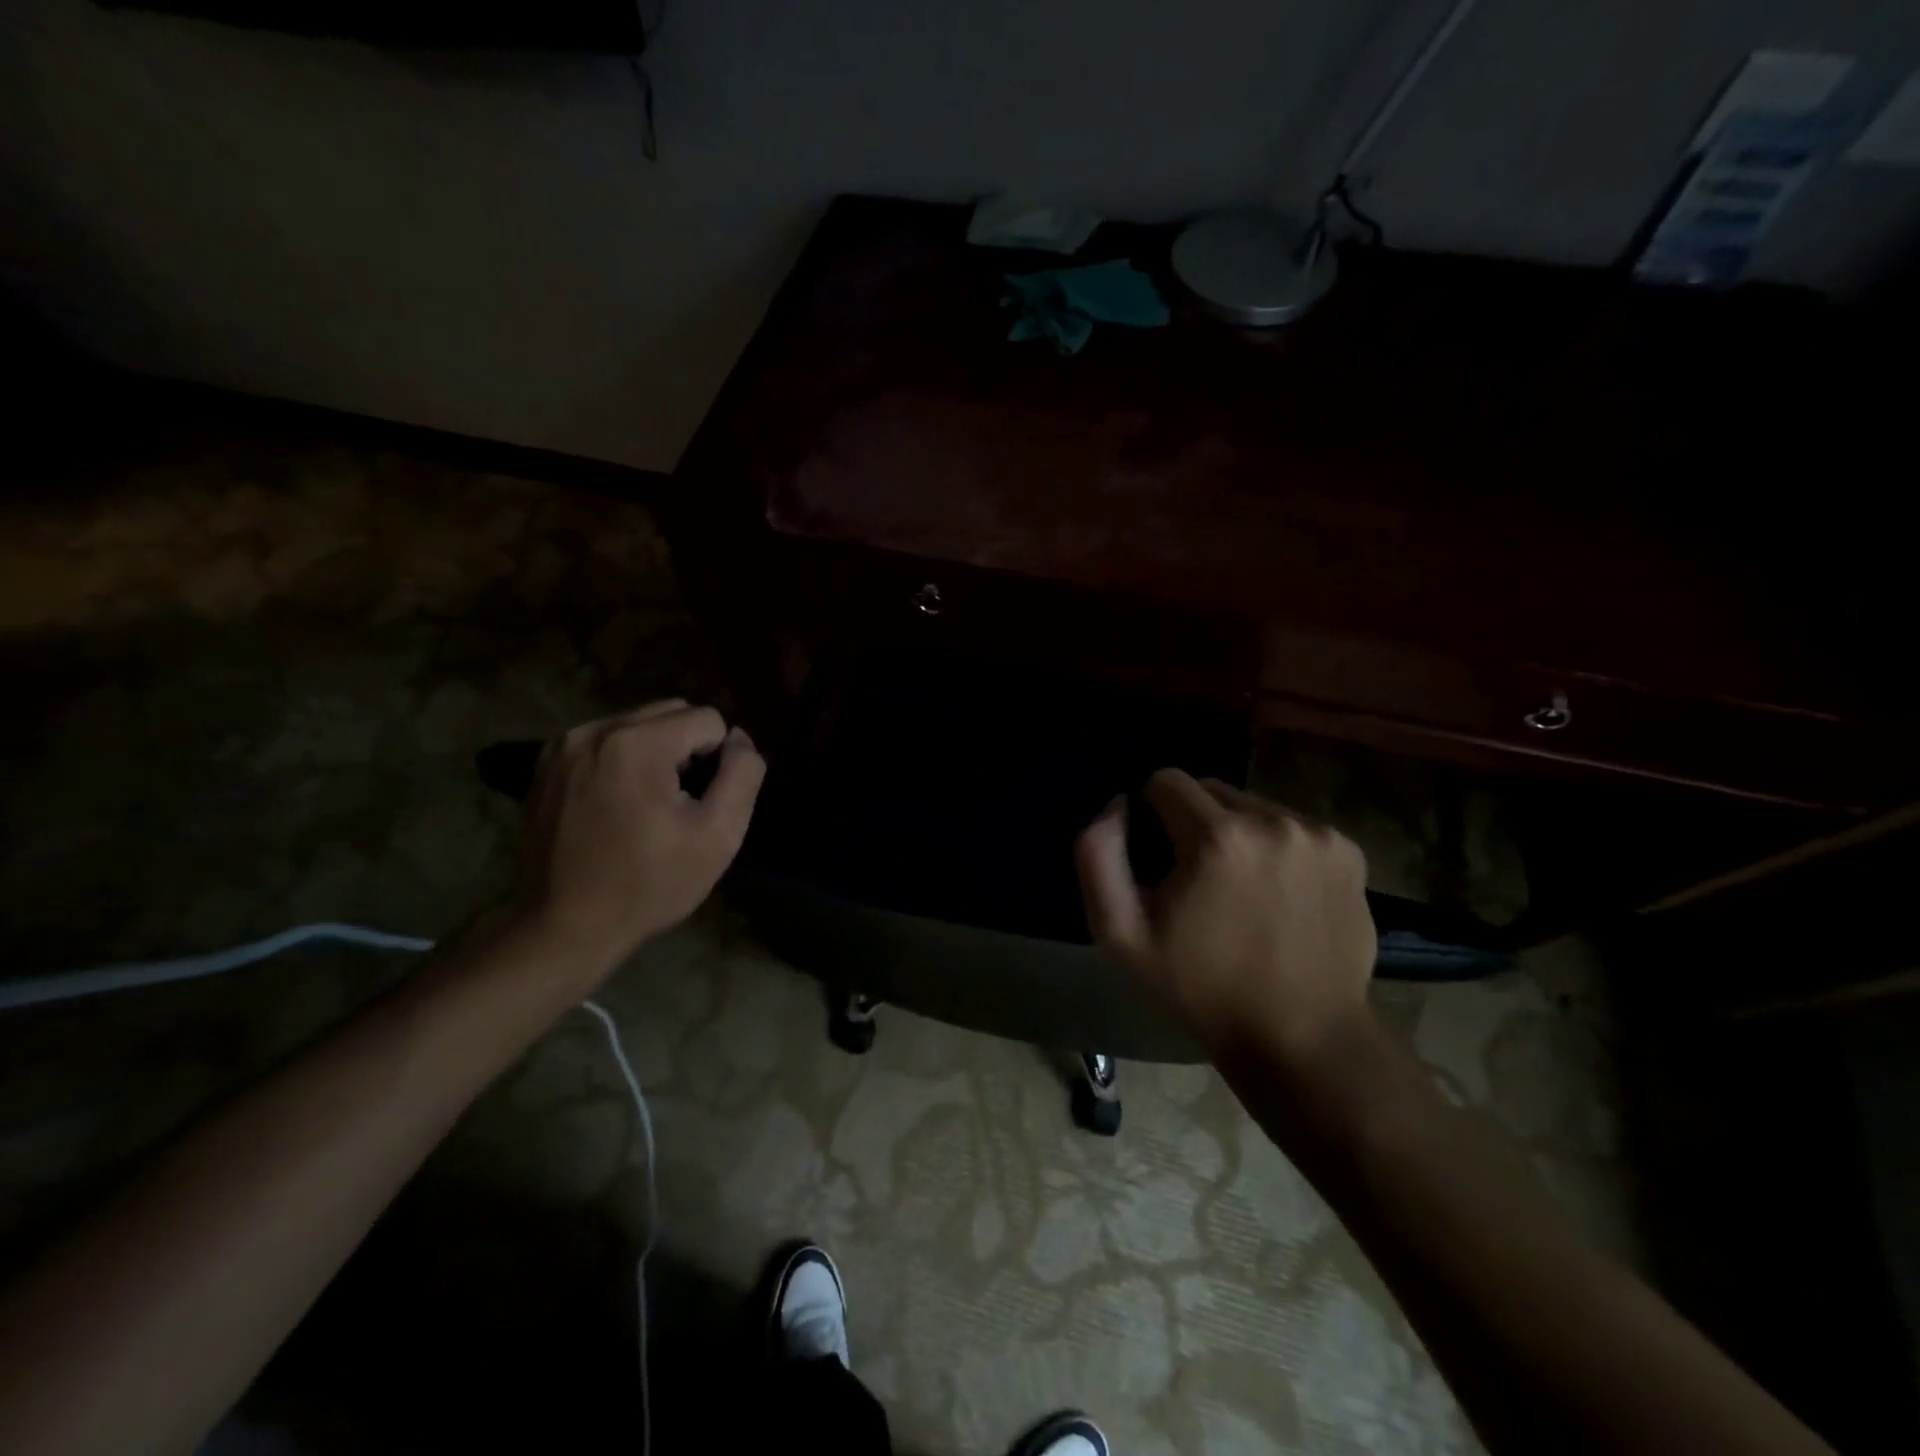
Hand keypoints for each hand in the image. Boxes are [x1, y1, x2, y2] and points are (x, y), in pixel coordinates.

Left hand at [513, 700, 765, 982]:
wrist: (564, 926)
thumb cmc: (650, 884)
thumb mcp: (719, 835)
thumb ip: (742, 774)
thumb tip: (740, 738)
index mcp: (637, 744)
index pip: (708, 720)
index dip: (717, 762)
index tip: (698, 805)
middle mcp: (595, 730)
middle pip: (671, 712)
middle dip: (687, 750)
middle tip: (677, 805)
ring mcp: (563, 745)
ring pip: (638, 724)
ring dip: (656, 753)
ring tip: (647, 806)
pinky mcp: (546, 764)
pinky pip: (606, 741)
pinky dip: (623, 761)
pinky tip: (616, 805)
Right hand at [1074, 771, 1375, 1070]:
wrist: (1302, 1037)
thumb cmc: (1201, 987)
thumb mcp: (1122, 933)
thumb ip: (1098, 855)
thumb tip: (1118, 805)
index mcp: (1217, 837)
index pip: (1165, 780)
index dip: (1150, 814)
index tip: (1158, 859)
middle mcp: (1272, 820)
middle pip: (1210, 790)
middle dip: (1193, 821)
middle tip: (1197, 879)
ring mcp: (1317, 834)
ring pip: (1252, 806)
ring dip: (1236, 832)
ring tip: (1239, 889)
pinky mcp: (1349, 851)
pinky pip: (1291, 826)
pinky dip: (1276, 847)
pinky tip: (1278, 894)